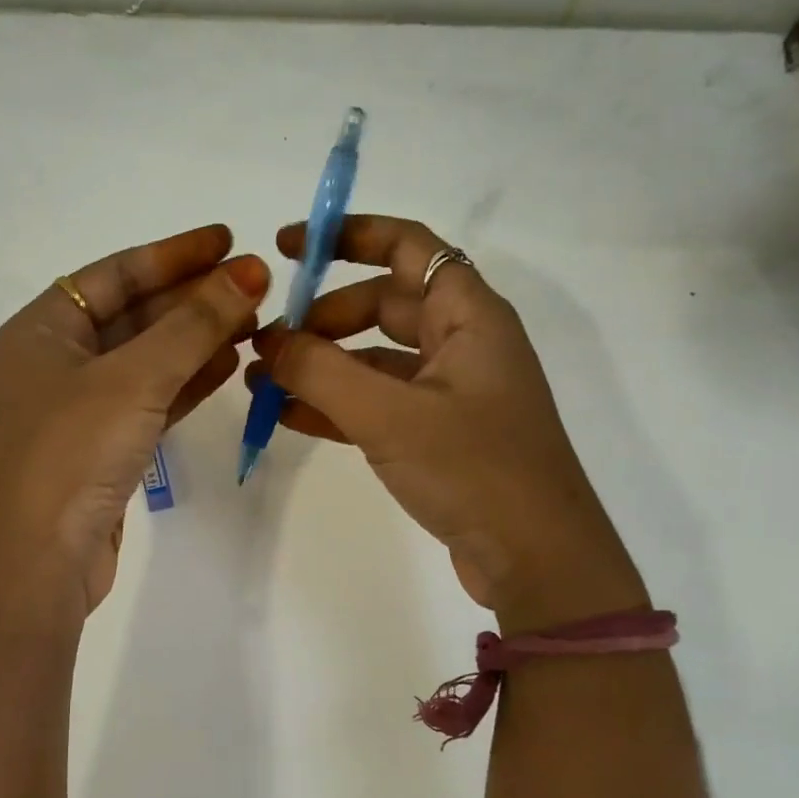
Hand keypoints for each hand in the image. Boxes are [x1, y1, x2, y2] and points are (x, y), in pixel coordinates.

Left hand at [0, 225, 269, 616]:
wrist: (37, 563)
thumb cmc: (71, 454)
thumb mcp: (133, 379)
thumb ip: (193, 325)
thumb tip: (248, 273)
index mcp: (43, 329)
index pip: (115, 273)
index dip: (173, 254)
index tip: (227, 240)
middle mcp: (57, 361)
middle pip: (135, 314)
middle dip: (193, 299)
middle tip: (256, 285)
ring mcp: (79, 408)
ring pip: (148, 359)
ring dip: (198, 340)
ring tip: (255, 323)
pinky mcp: (103, 448)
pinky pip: (151, 400)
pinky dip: (188, 382)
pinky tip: (230, 365)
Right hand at [247, 215, 642, 625]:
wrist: (537, 561)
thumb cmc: (473, 470)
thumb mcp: (389, 415)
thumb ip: (320, 372)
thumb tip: (267, 341)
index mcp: (468, 316)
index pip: (407, 246)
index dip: (348, 236)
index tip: (289, 248)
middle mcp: (462, 343)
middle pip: (383, 303)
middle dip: (322, 317)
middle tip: (268, 341)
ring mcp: (451, 392)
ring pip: (375, 358)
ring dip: (321, 365)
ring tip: (261, 381)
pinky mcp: (440, 435)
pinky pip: (378, 403)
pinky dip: (336, 405)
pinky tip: (288, 417)